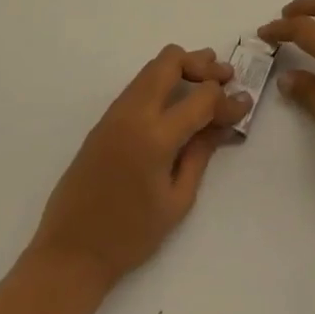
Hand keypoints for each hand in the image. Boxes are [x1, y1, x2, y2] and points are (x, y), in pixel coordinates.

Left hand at [28, 44, 251, 290]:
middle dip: (202, 64)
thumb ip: (201, 153)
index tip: (244, 103)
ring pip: (152, 67)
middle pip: (171, 60)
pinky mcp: (104, 120)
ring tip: (205, 84)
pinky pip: (139, 86)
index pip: (201, 96)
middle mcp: (133, 113)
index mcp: (155, 136)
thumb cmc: (130, 236)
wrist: (69, 253)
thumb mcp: (177, 201)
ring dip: (182, 69)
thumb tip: (222, 122)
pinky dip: (163, 84)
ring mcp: (115, 113)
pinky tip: (177, 104)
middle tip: (224, 78)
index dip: (227, 98)